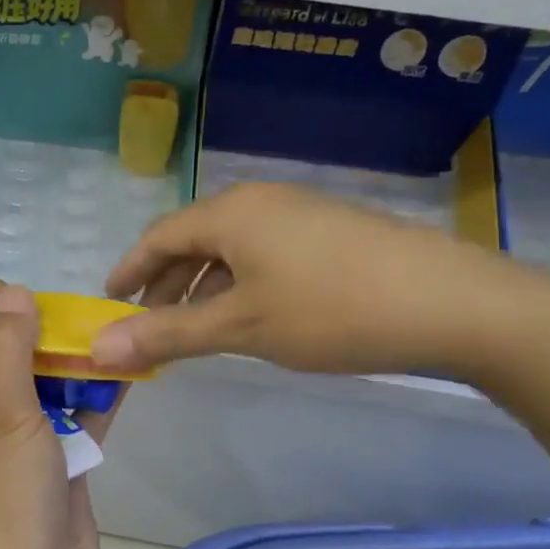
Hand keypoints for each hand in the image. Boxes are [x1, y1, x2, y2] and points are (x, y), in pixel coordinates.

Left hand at [0, 283, 122, 548]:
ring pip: (39, 391)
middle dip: (30, 334)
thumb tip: (11, 291)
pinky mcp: (54, 471)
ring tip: (101, 324)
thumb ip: (8, 350)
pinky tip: (124, 366)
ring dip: (67, 363)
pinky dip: (94, 398)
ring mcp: (15, 451)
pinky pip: (72, 422)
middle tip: (68, 303)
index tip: (11, 287)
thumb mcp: (3, 417)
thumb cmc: (3, 504)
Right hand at [90, 182, 530, 378]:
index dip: (129, 270)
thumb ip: (167, 335)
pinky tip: (251, 314)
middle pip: (193, 239)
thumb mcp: (240, 327)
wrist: (452, 303)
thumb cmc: (331, 311)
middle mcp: (258, 201)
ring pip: (230, 248)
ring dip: (203, 286)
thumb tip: (97, 348)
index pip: (158, 237)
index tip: (110, 301)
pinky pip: (263, 251)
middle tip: (149, 325)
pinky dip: (239, 282)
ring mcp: (298, 212)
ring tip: (196, 328)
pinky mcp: (329, 230)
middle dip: (166, 283)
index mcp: (229, 213)